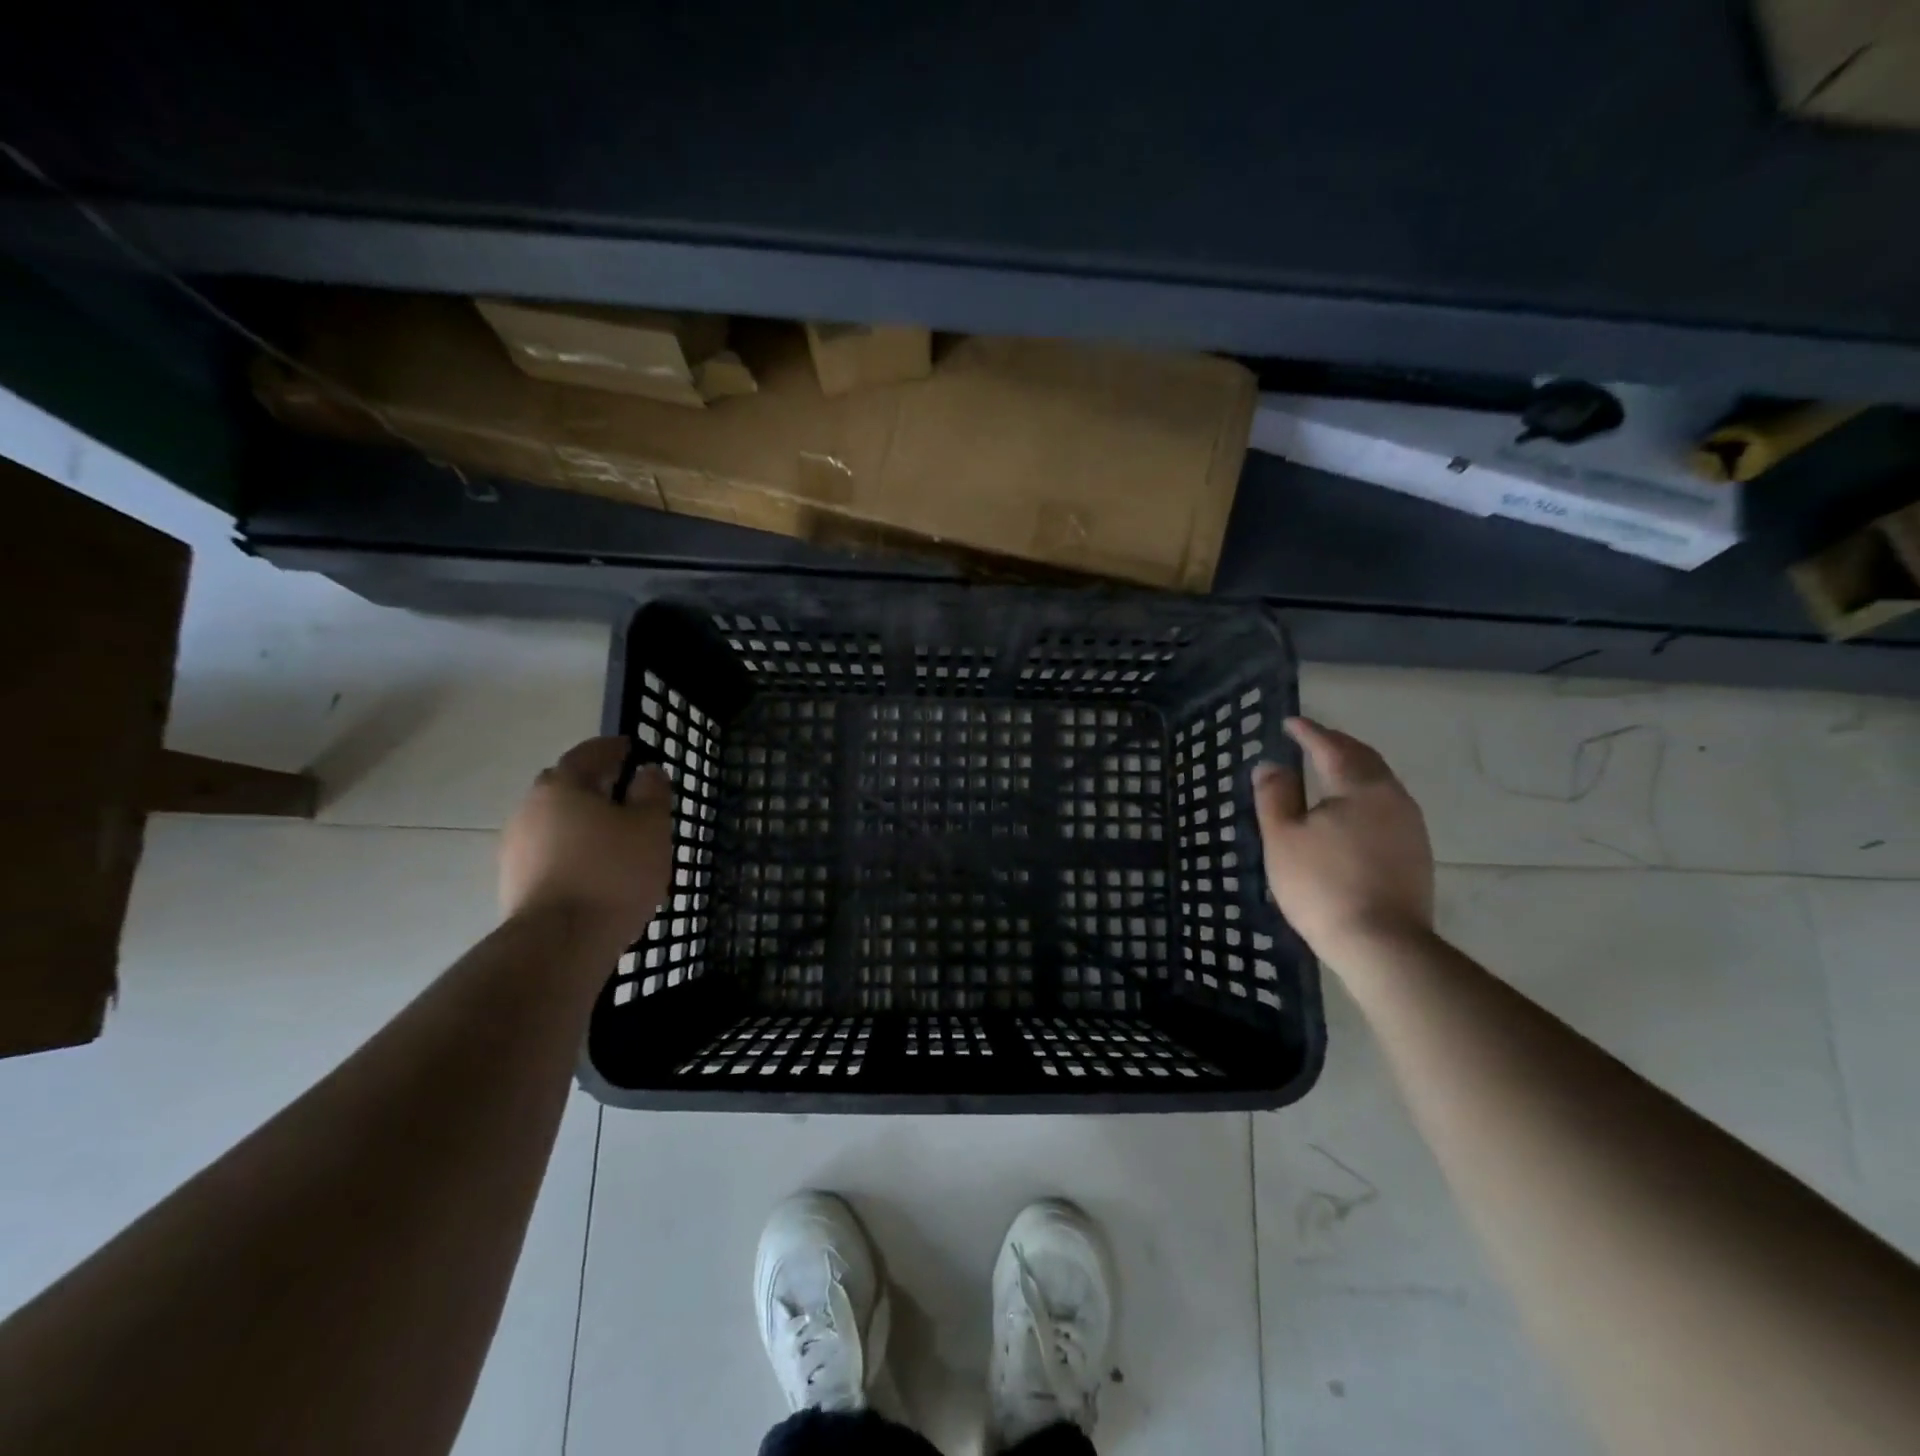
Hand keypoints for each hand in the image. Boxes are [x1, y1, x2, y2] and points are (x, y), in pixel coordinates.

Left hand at [499, 737, 673, 948]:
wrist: (560, 943)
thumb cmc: (613, 873)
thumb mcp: (650, 828)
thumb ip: (652, 794)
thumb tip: (647, 773)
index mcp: (561, 786)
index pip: (589, 753)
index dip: (614, 748)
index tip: (632, 749)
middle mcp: (530, 809)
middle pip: (564, 785)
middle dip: (593, 784)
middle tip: (624, 792)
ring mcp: (516, 847)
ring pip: (555, 821)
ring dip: (581, 821)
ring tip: (614, 837)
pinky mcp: (514, 882)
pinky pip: (549, 852)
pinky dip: (572, 850)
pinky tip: (595, 869)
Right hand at [1252, 717, 1433, 971]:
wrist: (1380, 944)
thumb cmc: (1322, 884)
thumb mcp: (1282, 837)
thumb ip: (1275, 795)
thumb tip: (1271, 764)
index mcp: (1361, 787)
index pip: (1331, 747)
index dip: (1308, 732)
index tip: (1290, 722)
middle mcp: (1392, 797)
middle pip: (1363, 759)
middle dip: (1336, 745)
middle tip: (1311, 739)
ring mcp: (1410, 826)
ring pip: (1378, 782)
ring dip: (1352, 769)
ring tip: (1328, 769)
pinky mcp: (1415, 853)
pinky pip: (1385, 806)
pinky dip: (1362, 794)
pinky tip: (1348, 810)